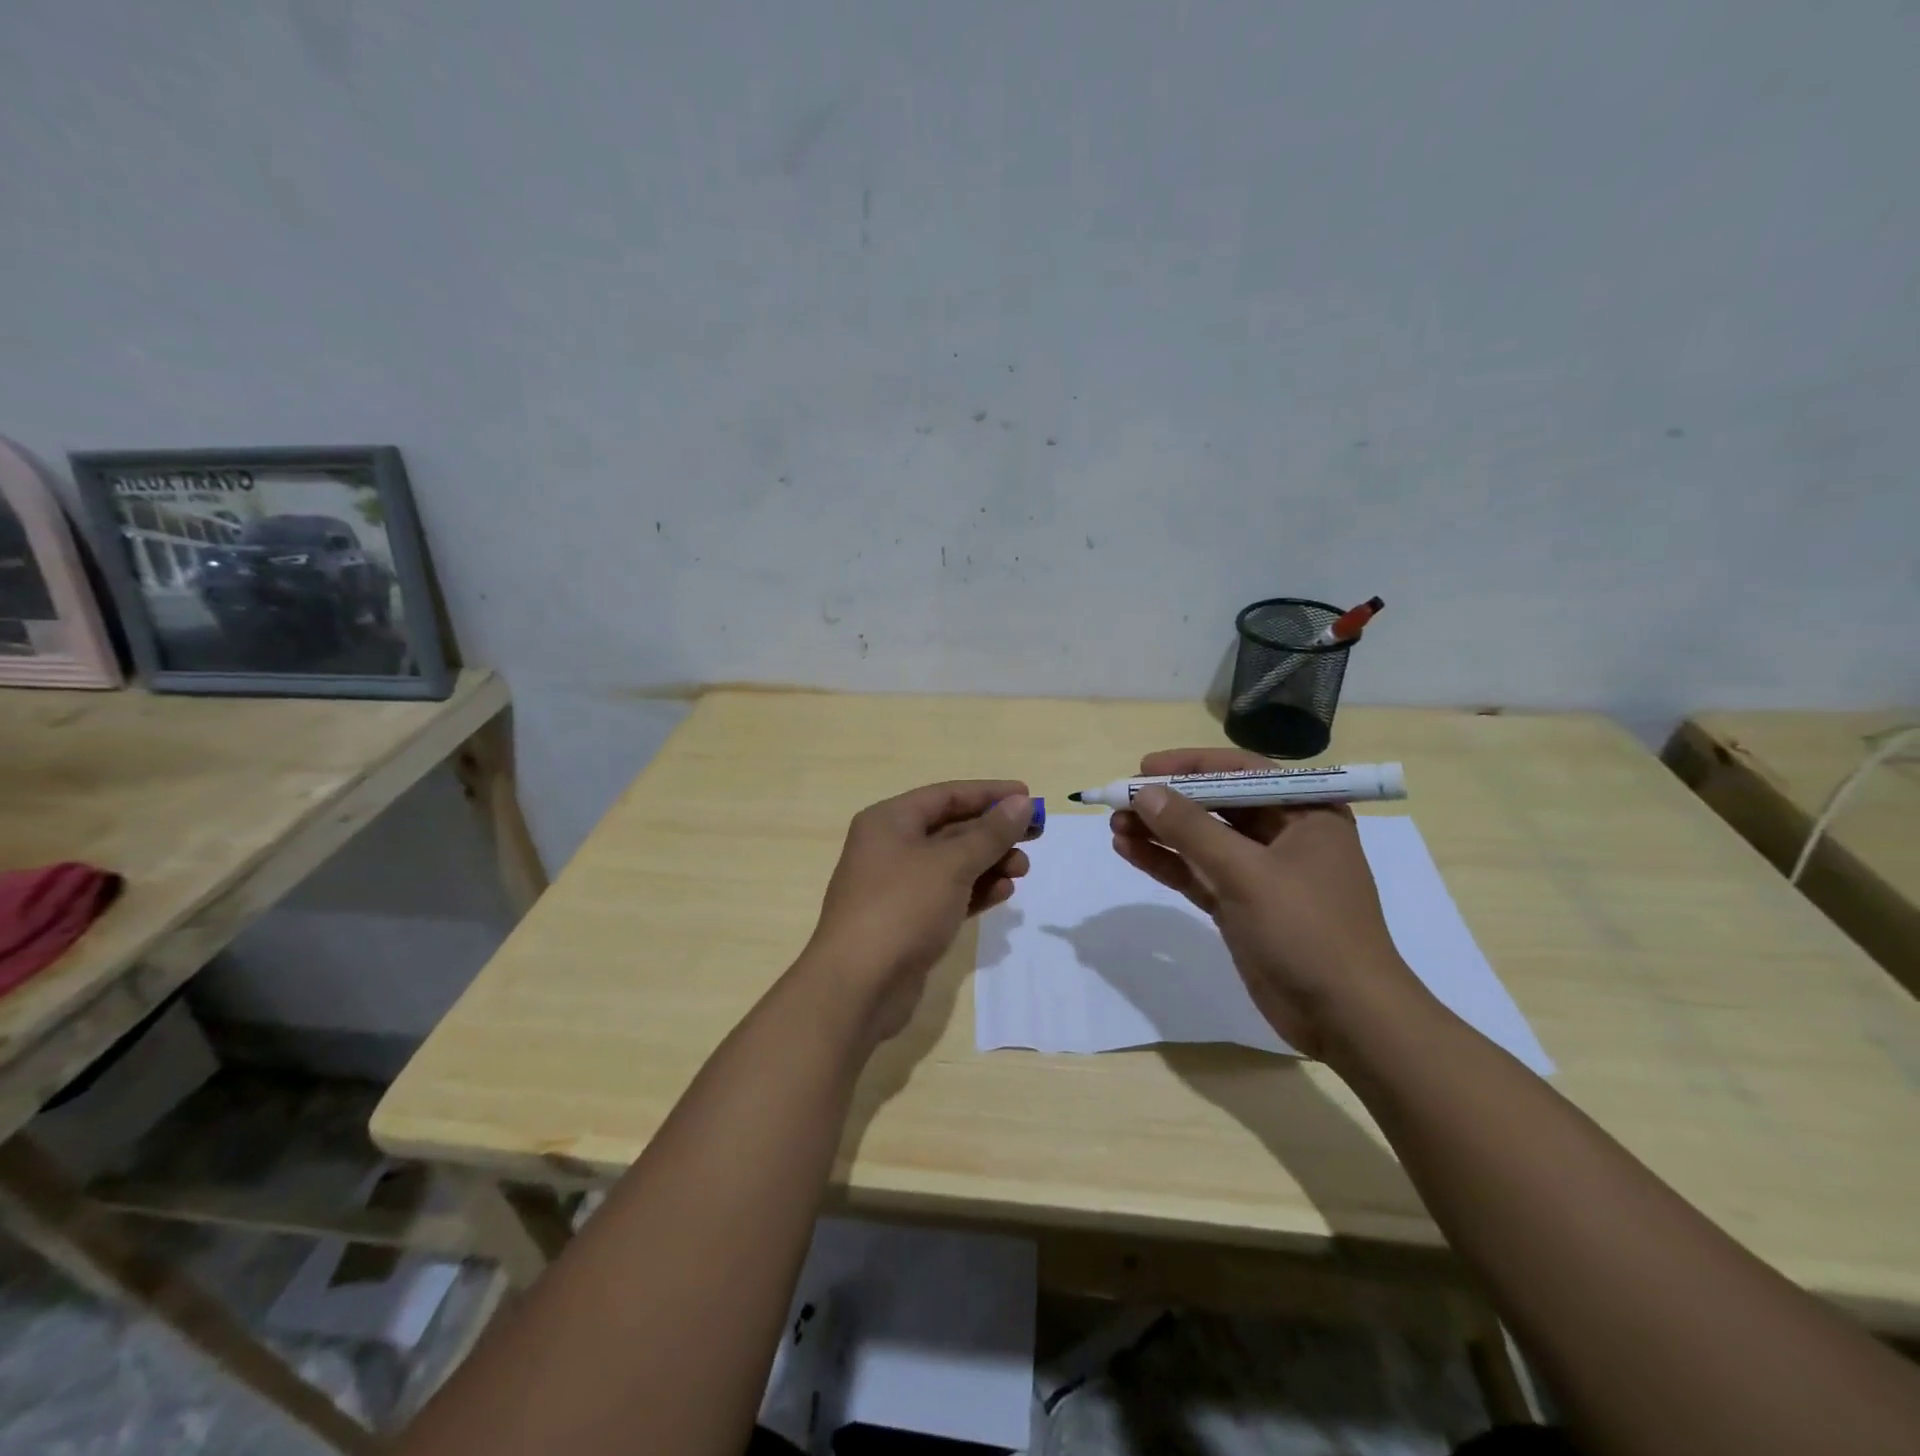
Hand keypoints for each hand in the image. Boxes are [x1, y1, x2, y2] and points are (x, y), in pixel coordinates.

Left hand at [800, 781, 1033, 1043]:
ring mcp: (897, 887)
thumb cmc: (902, 908)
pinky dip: (976, 890)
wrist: (858, 987)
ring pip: (952, 864)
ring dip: (989, 862)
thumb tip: (1021, 803)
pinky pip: (948, 895)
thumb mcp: (951, 864)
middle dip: (994, 832)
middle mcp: (890, 847)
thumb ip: (990, 833)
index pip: (946, 795)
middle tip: (1036, 836)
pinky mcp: (907, 921)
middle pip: (951, 829)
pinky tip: (1004, 892)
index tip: (1028, 797)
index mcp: (889, 821)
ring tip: (1023, 869)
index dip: (989, 794)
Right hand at [1110, 748, 1429, 1058]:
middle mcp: (1284, 835)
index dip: (1190, 766)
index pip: (1241, 772)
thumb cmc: (1308, 930)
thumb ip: (1192, 830)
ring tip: (1114, 826)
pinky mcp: (1241, 906)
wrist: (1346, 1018)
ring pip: (1202, 841)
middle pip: (1216, 806)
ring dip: (1160, 833)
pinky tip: (1129, 851)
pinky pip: (1197, 873)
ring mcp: (1261, 873)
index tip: (1144, 768)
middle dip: (1168, 803)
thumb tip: (1143, 792)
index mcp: (1305, 812)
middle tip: (1120, 801)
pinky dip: (1166, 862)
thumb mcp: (1248, 873)